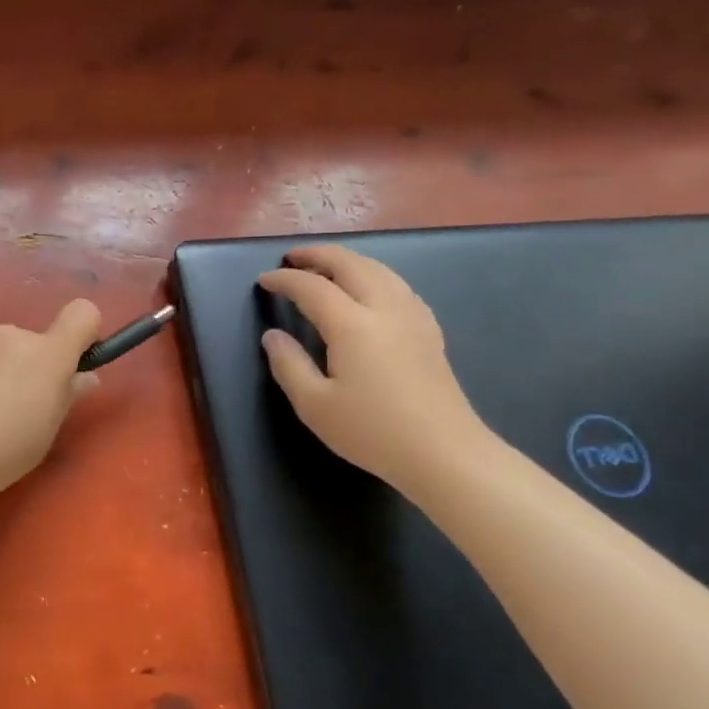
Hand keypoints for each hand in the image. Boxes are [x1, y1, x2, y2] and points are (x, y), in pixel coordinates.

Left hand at [0, 300, 101, 507]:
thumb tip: (83, 376)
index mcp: (47, 357)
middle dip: (22, 365)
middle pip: (28, 341)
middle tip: (2, 405)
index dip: (82, 333)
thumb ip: (65, 397)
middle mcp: (12, 333)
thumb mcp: (42, 436)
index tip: (70, 362)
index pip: (82, 314)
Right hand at [258, 245, 488, 490]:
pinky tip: (367, 290)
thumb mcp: (314, 405)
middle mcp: (385, 309)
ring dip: (347, 261)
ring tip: (324, 267)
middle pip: (350, 265)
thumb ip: (288, 365)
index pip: (312, 287)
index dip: (284, 280)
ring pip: (379, 270)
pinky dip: (372, 275)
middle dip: (318, 255)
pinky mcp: (429, 330)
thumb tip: (273, 335)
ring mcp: (413, 317)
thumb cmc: (372, 431)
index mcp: (352, 325)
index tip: (264, 280)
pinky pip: (397, 285)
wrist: (443, 453)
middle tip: (292, 257)